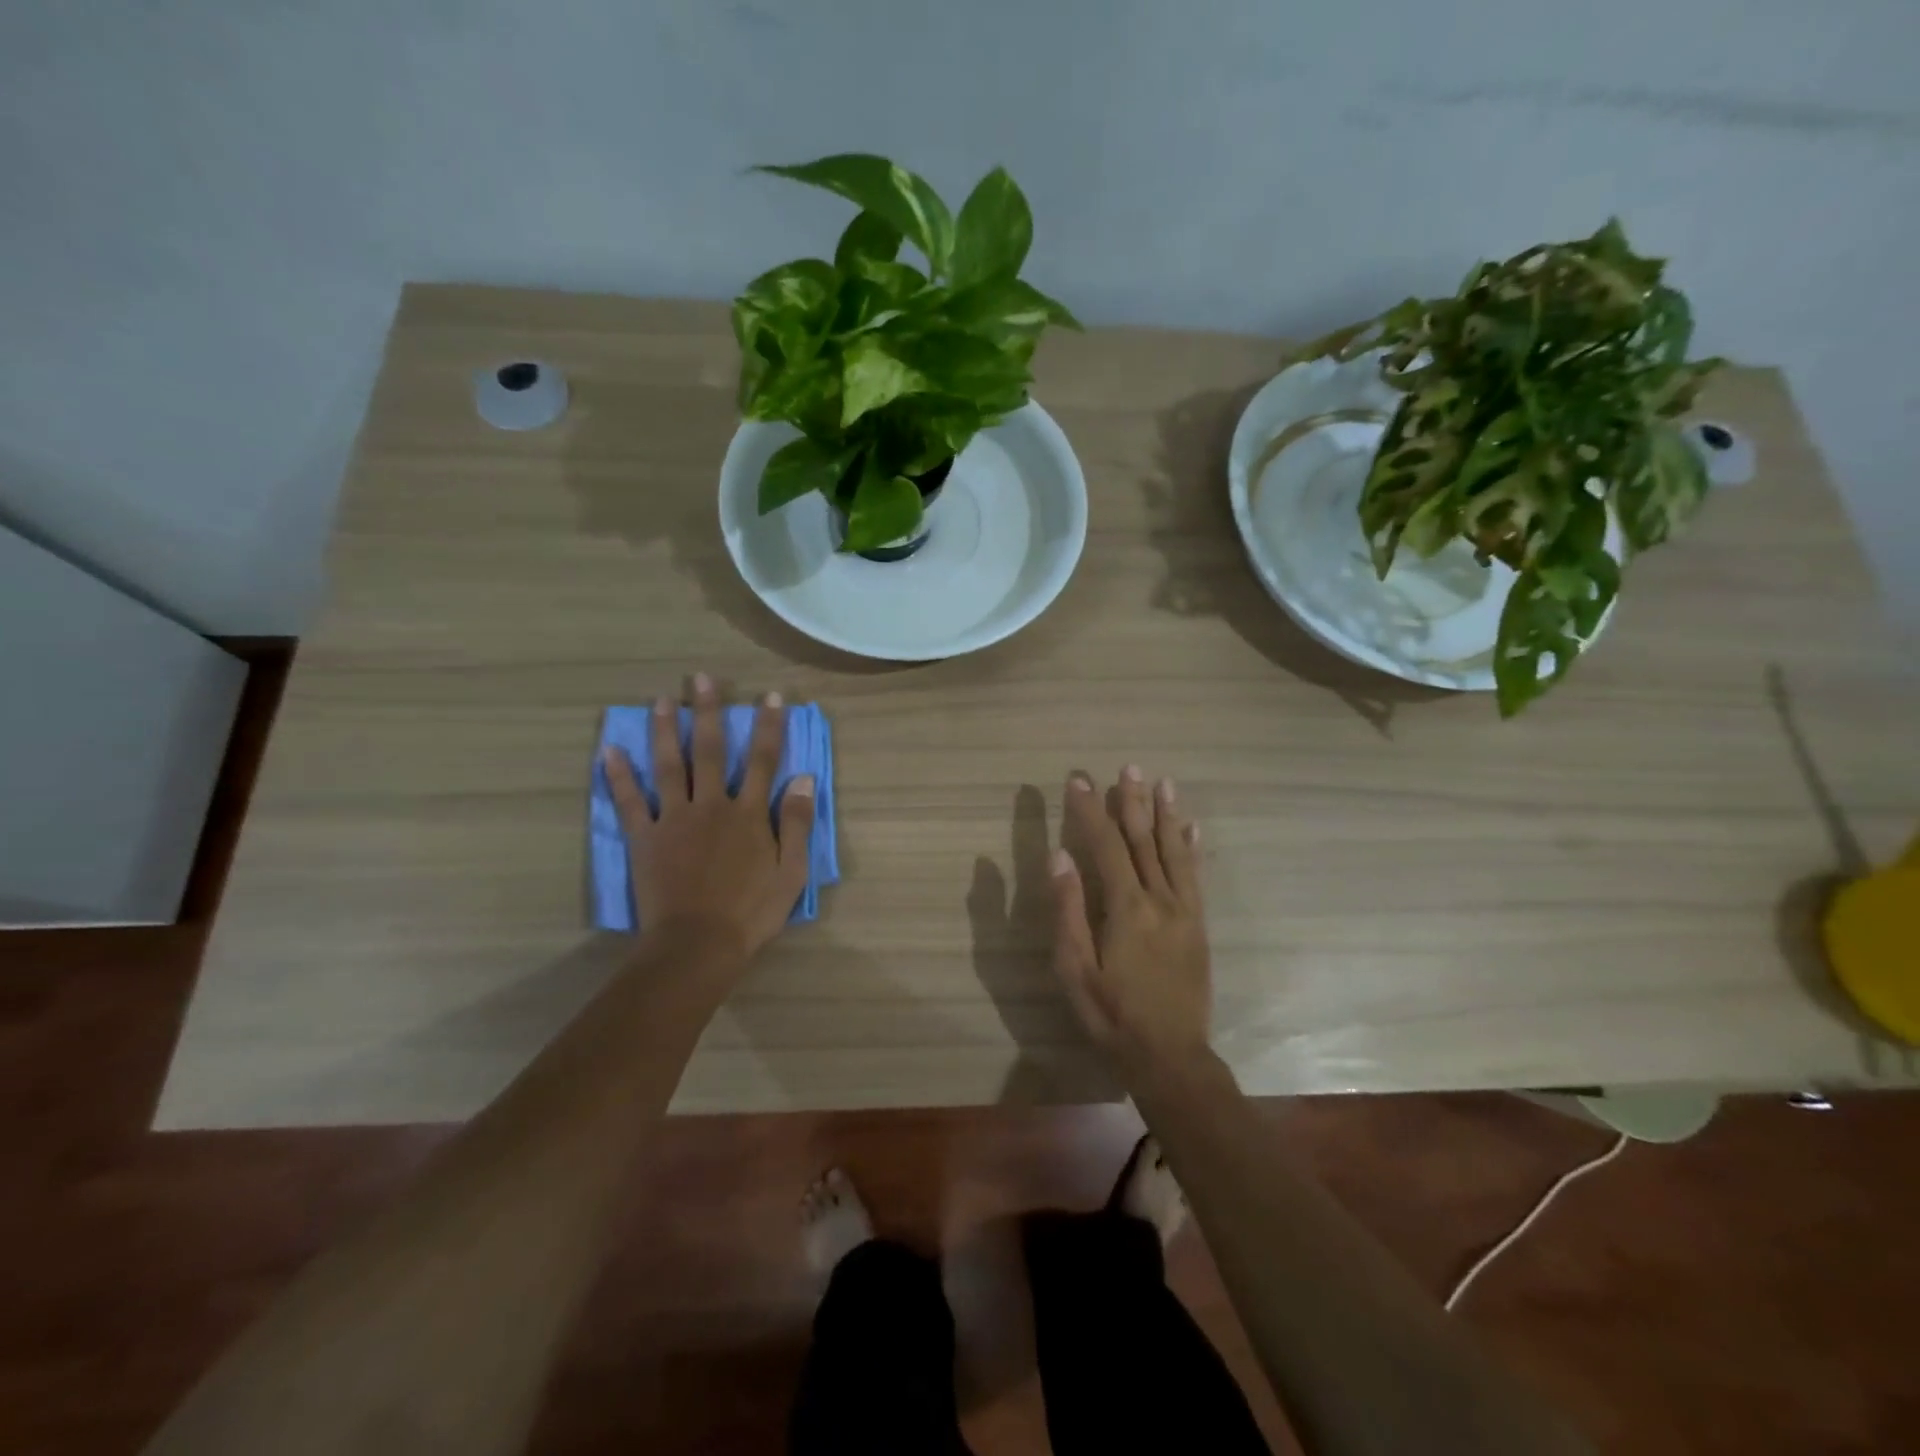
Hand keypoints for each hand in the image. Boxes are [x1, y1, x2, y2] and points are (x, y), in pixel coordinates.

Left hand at [601, 673, 815, 972]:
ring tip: (662, 699)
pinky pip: (629, 802)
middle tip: (702, 678)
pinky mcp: (645, 838)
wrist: (698, 945)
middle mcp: (711, 805)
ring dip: (666, 730)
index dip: (768, 727)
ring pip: (669, 766)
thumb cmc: (751, 911)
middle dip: (709, 712)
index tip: (770, 697)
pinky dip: (618, 776)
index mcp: (749, 814)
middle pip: (711, 750)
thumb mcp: (791, 871)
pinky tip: (609, 750)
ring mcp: (674, 819)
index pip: (762, 760)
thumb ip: (797, 823)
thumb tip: (804, 779)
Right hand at [1050, 767, 1210, 1081]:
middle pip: (1144, 840)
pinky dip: (1192, 848)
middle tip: (1128, 766)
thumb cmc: (1112, 1015)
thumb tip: (1059, 857)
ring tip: (1163, 782)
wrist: (1171, 1056)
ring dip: (1167, 814)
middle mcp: (1160, 900)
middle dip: (1132, 801)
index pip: (1106, 845)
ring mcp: (1184, 911)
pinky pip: (1196, 877)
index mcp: (1126, 908)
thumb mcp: (1075, 969)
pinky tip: (1192, 828)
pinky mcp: (1198, 926)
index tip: (1078, 779)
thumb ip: (1068, 910)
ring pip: (1174, 851)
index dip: (1090, 810)